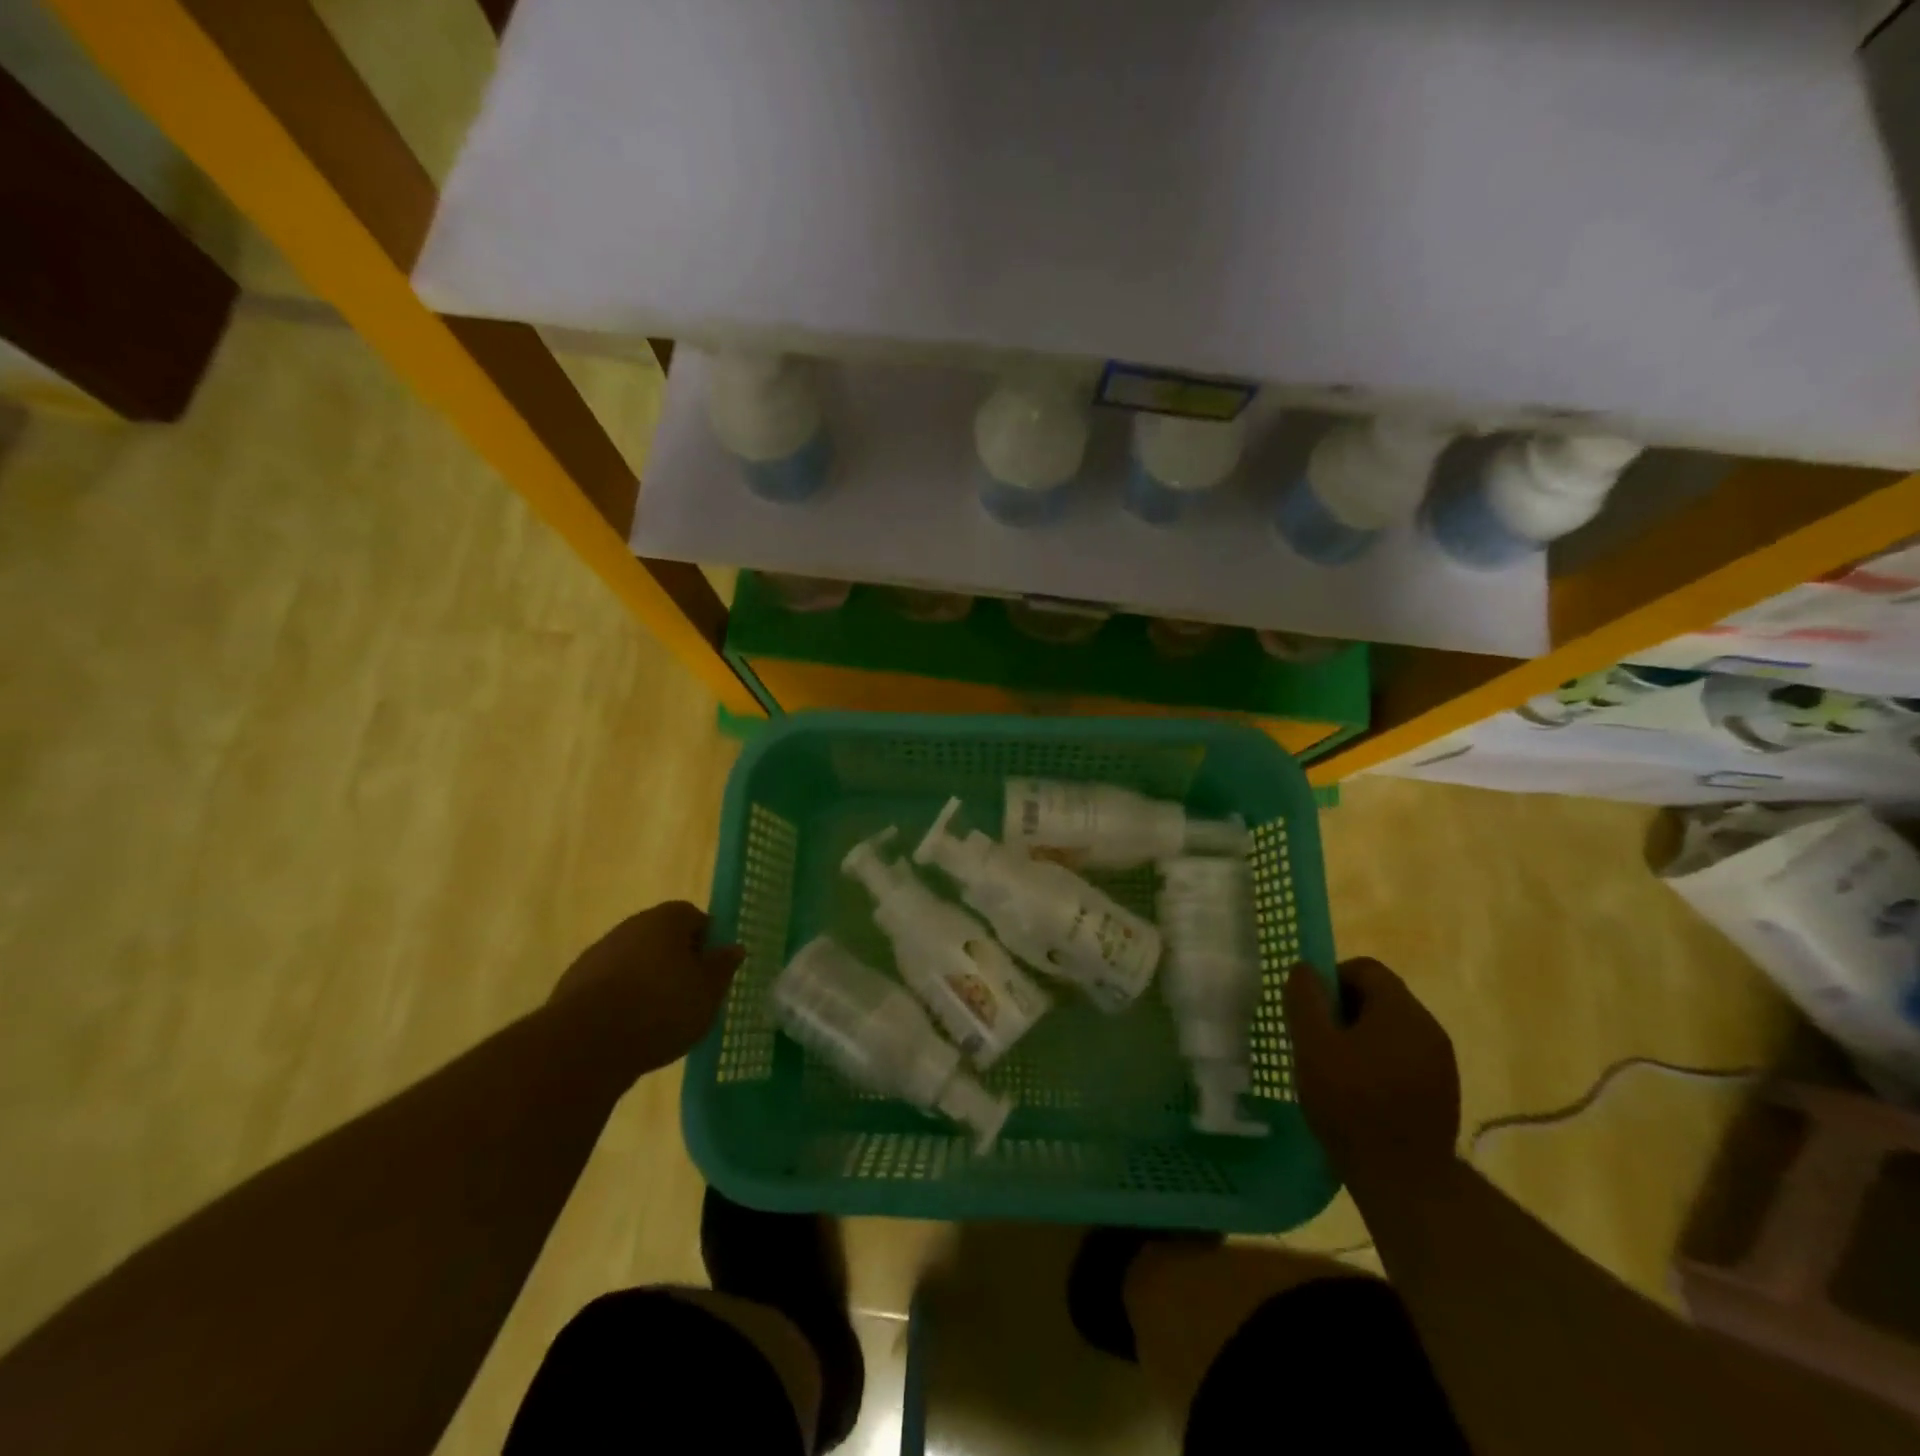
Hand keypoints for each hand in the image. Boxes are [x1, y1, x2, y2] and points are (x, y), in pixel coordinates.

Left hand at [548, 902, 744, 1078]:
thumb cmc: (660, 1009)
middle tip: (691, 993)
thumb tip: (733, 948)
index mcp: (666, 919)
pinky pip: (610, 986)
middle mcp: (630, 926)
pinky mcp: (574, 985)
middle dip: (677, 961)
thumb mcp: (708, 992)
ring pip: (635, 961)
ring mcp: (598, 954)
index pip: (694, 917)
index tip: (712, 970)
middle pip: (662, 937)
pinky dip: (622, 1000)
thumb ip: (722, 967)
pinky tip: (630, 1030)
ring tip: (660, 1018)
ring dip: (648, 981)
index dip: (707, 941)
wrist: (585, 1045)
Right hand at [1284, 958, 1460, 1203]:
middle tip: (1317, 1041)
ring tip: (1334, 1069)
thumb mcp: (1313, 1046)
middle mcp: (1429, 1028)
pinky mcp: (1443, 1092)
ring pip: (1391, 1029)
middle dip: (1344, 1010)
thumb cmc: (1352, 1105)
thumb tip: (1303, 969)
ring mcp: (1441, 1062)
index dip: (1331, 980)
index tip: (1310, 1011)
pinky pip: (1403, 1057)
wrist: (1406, 1183)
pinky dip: (1378, 1062)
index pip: (1364, 968)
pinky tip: (1360, 1093)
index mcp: (1402, 1011)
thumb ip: (1305, 1000)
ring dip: (1360, 1037)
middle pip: (1380, 996)